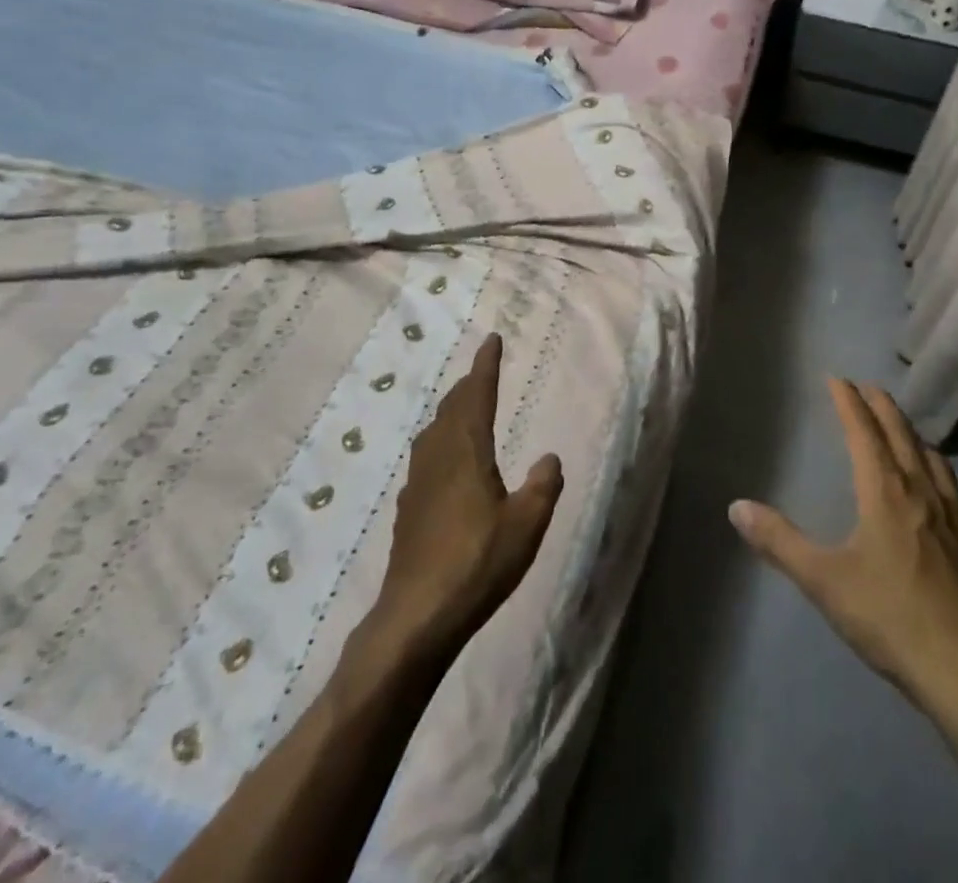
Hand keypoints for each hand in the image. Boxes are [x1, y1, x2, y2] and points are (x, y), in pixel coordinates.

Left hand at [374, 334, 563, 653]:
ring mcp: (418, 483)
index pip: (477, 396)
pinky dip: (442, 440)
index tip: (491, 340)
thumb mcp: (526, 524)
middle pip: (451, 408)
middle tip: (483, 371)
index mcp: (466, 451)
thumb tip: (549, 458)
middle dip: (468, 385)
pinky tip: (447, 461)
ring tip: (466, 407)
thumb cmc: (477, 563)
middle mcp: (438, 457)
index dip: (485, 367)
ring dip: (452, 411)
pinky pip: (427, 456)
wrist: (416, 616)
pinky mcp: (408, 509)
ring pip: (435, 431)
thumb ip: (543, 486)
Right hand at [729, 377, 957, 701]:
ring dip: (913, 435)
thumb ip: (779, 542)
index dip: (849, 402)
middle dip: (882, 407)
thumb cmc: (891, 618)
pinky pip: (955, 492)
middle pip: (901, 434)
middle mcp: (923, 491)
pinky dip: (940, 475)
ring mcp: (956, 517)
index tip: (838, 378)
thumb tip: (736, 507)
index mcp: (885, 491)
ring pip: (934, 459)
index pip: (863, 432)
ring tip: (904, 431)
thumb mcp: (824, 581)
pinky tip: (941, 494)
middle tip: (869, 387)